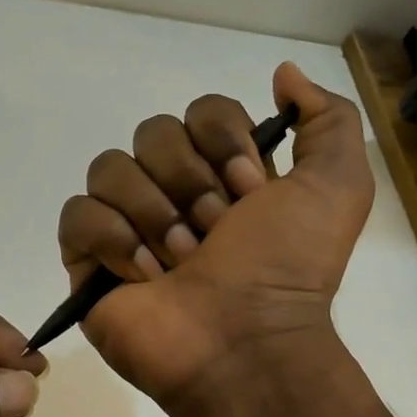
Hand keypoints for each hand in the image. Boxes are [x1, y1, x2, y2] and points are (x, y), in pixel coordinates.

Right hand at [57, 62, 372, 404]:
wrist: (245, 343)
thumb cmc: (289, 267)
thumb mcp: (338, 186)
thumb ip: (327, 119)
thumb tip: (281, 73)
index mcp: (223, 173)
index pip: (202, 112)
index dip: (223, 143)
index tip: (251, 193)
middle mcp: (173, 191)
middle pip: (152, 133)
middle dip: (189, 182)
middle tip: (215, 233)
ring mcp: (126, 225)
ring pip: (109, 168)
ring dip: (153, 214)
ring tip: (179, 262)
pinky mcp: (88, 259)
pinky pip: (77, 215)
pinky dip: (112, 239)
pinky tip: (142, 275)